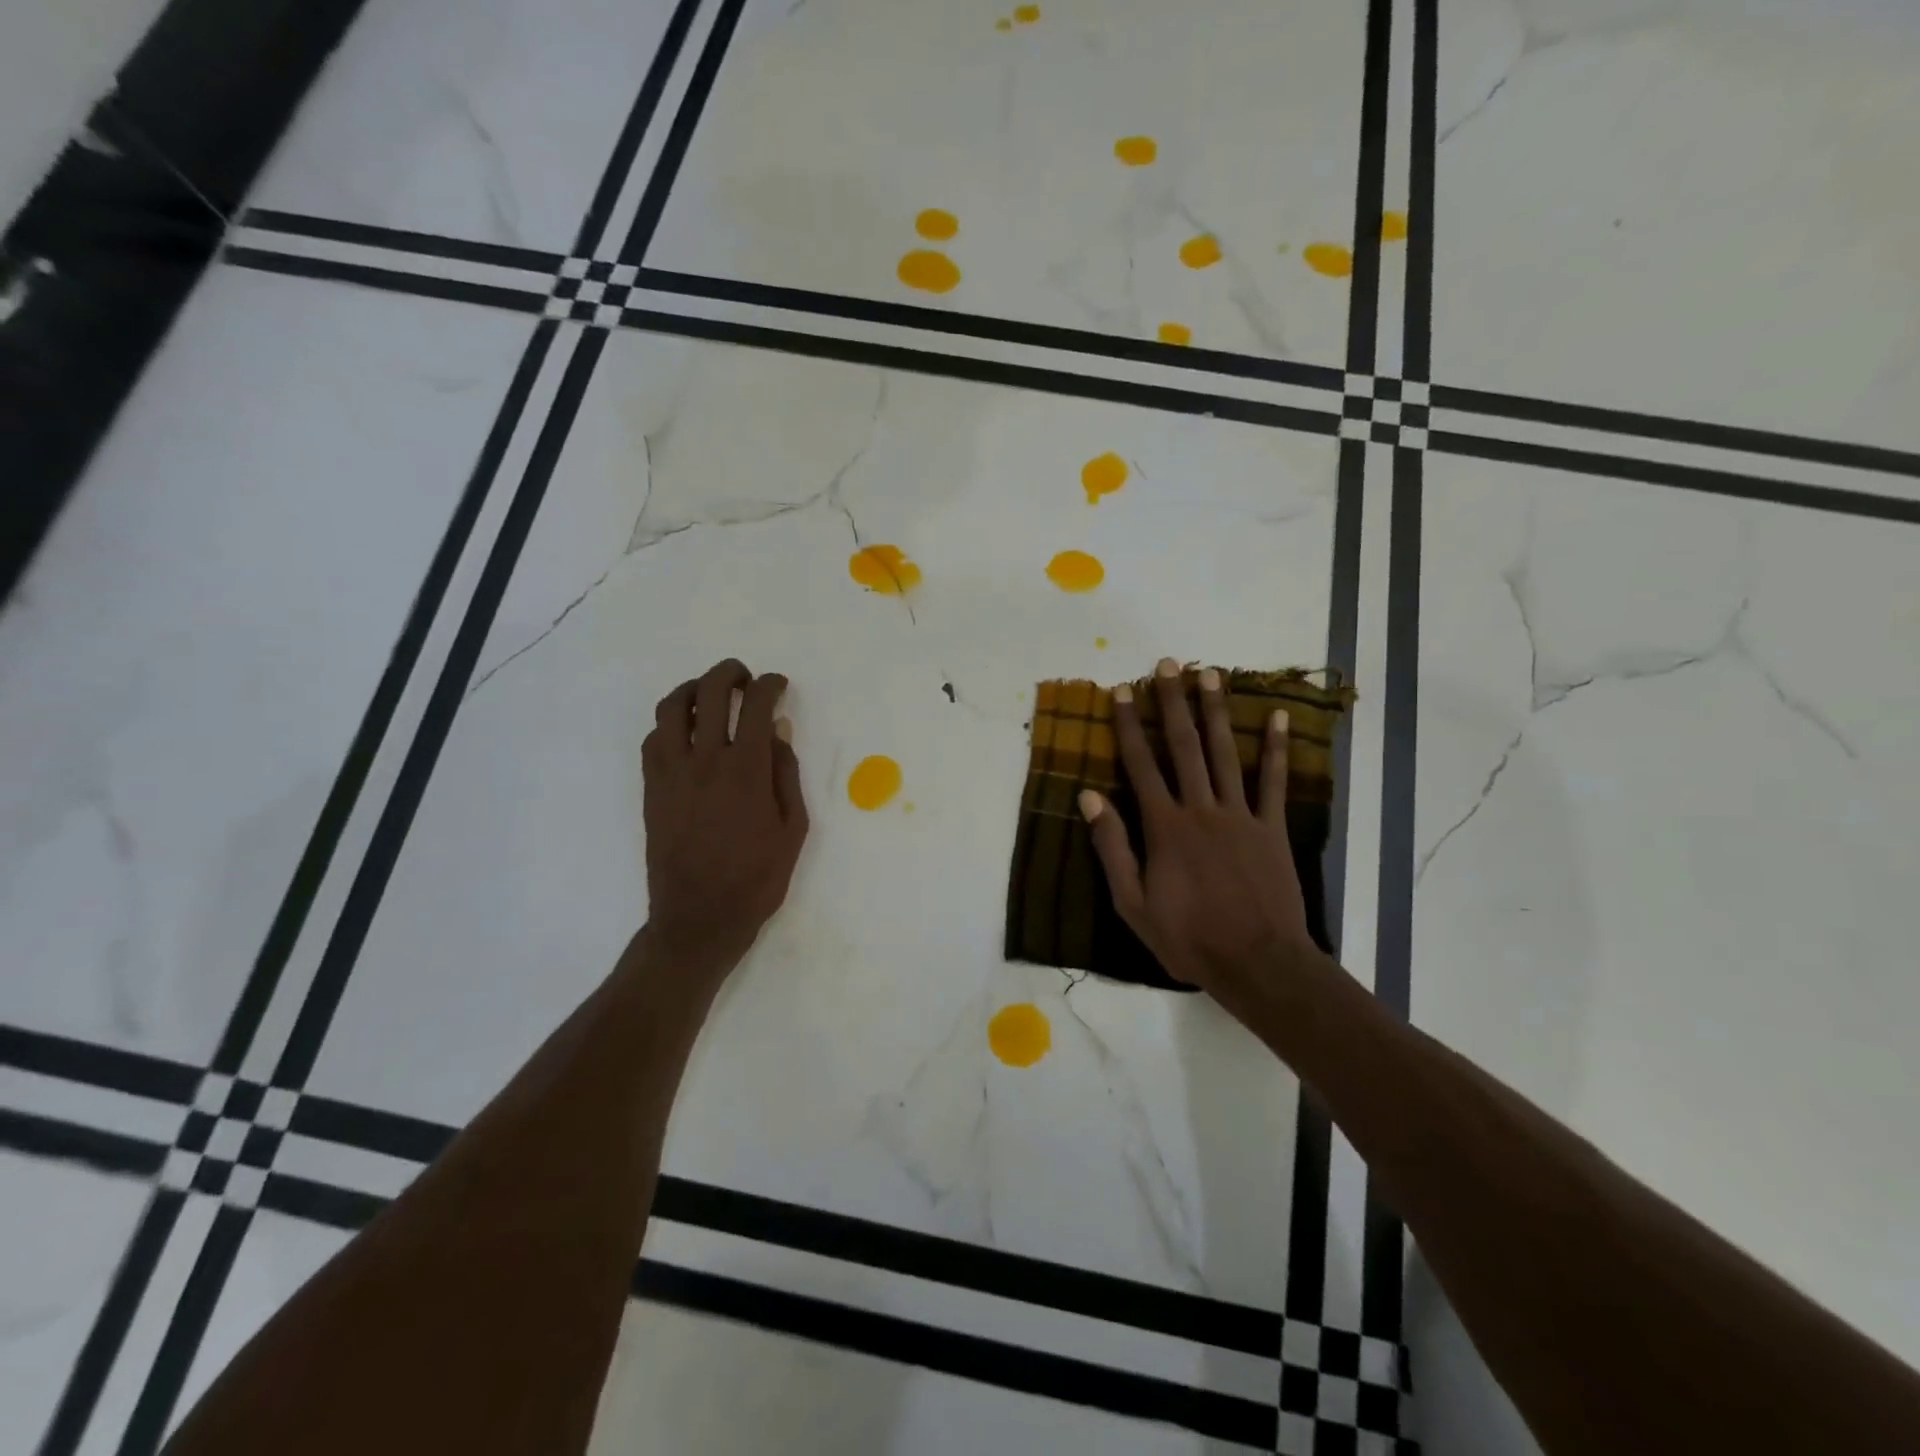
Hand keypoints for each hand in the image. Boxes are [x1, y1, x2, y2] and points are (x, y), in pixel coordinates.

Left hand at [641, 659, 808, 979]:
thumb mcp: (792, 829)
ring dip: (693, 689)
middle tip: (746, 679)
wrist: (699, 918)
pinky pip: (654, 739)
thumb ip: (786, 774)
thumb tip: (779, 730)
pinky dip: (670, 724)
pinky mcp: (651, 789)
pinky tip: (686, 734)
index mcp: (747, 770)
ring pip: (671, 708)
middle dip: (730, 673)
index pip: (757, 706)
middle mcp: (705, 760)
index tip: (779, 686)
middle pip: (710, 692)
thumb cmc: (756, 878)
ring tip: (710, 695)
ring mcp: (671, 773)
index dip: (771, 685)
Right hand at [1080, 658, 1313, 994]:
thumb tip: (1088, 796)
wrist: (1257, 962)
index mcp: (1164, 826)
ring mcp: (1241, 815)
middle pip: (1184, 746)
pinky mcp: (1272, 829)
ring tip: (1211, 673)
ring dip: (1216, 711)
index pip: (1141, 764)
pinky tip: (1275, 716)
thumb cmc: (1187, 937)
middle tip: (1168, 663)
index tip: (1121, 690)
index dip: (1129, 725)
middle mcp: (1201, 808)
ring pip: (1226, 753)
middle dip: (1173, 702)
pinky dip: (1274, 748)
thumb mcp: (1131, 902)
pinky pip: (1274, 781)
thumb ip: (1112, 846)